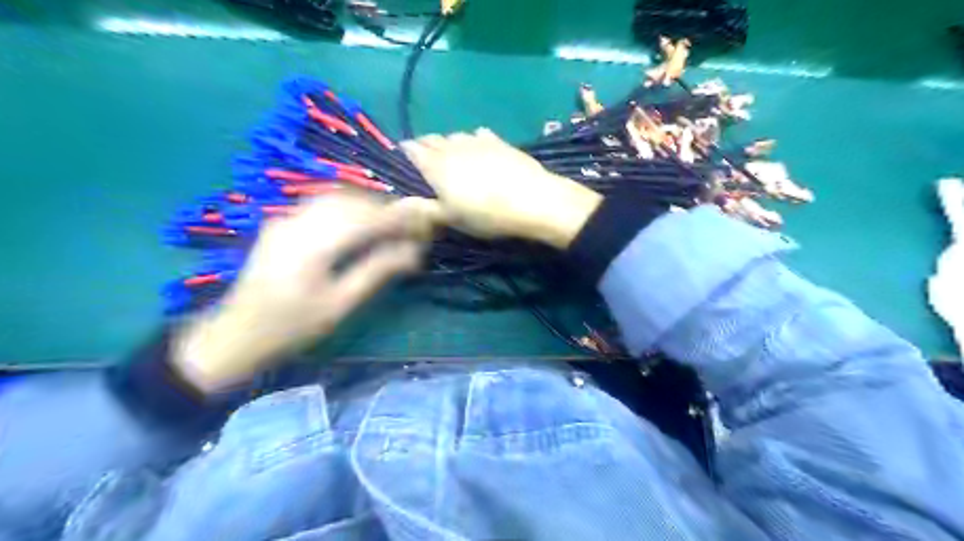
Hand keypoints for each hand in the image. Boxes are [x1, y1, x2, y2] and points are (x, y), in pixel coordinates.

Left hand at [171, 191, 439, 390]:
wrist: (236, 334)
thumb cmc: (292, 327)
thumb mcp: (339, 305)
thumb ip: (376, 271)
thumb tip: (412, 253)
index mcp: (313, 245)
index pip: (366, 219)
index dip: (397, 218)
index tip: (423, 224)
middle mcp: (297, 222)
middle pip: (351, 201)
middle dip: (384, 209)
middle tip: (409, 225)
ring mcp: (285, 219)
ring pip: (336, 198)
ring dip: (367, 206)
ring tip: (390, 223)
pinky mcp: (280, 223)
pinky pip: (321, 204)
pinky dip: (347, 208)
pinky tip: (360, 222)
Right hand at [398, 132, 594, 249]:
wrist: (533, 200)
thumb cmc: (487, 215)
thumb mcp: (451, 219)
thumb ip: (424, 209)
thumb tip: (400, 203)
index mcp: (436, 165)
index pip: (411, 149)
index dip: (405, 153)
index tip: (403, 162)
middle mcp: (452, 146)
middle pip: (431, 139)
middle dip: (424, 147)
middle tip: (426, 162)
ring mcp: (477, 140)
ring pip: (454, 135)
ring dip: (448, 144)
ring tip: (452, 157)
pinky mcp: (499, 141)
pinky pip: (478, 134)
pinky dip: (472, 141)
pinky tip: (478, 149)